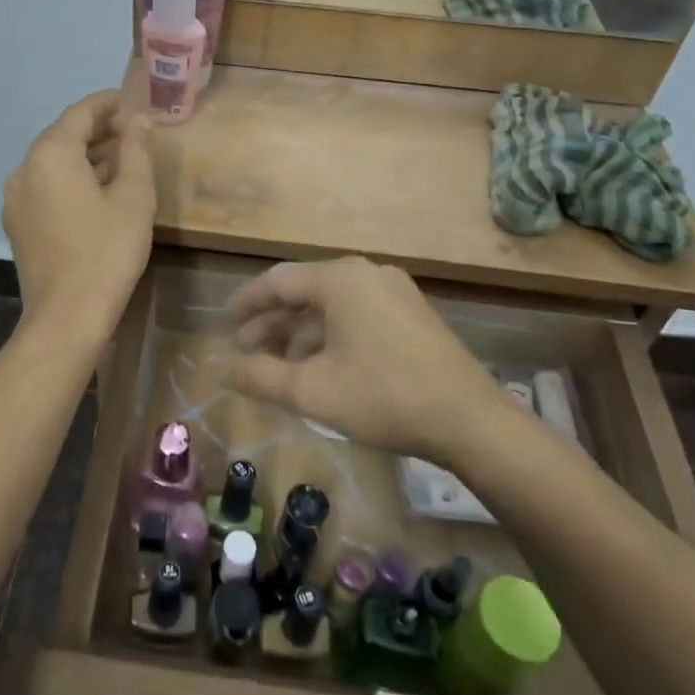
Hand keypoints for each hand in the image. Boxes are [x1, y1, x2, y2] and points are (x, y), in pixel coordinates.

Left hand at [3, 91, 155, 341]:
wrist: (67, 317)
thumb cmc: (107, 251)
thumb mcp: (134, 197)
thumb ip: (136, 150)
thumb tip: (139, 121)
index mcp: (50, 154)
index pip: (80, 112)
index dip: (109, 103)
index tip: (134, 103)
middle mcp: (24, 169)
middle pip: (62, 135)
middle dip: (98, 130)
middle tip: (133, 132)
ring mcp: (16, 198)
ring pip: (52, 162)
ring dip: (84, 156)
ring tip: (121, 162)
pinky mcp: (17, 224)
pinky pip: (45, 187)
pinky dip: (70, 179)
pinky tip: (96, 193)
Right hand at [226, 256, 508, 464]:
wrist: (471, 421)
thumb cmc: (384, 397)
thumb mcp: (313, 391)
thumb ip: (260, 376)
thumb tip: (222, 369)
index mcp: (339, 279)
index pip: (278, 281)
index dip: (247, 302)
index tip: (225, 322)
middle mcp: (365, 273)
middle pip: (305, 290)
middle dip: (272, 321)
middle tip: (246, 349)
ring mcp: (393, 290)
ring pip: (332, 304)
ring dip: (301, 331)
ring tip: (278, 364)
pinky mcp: (411, 311)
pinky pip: (356, 312)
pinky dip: (330, 333)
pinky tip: (321, 364)